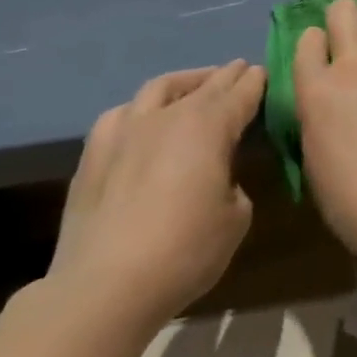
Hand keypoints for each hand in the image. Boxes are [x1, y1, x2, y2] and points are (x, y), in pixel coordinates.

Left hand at [48, 60, 264, 330]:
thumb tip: (218, 180)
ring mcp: (125, 131)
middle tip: (240, 70)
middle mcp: (168, 116)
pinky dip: (141, 110)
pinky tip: (142, 120)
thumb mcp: (236, 218)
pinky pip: (121, 115)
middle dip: (225, 76)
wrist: (104, 287)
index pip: (241, 93)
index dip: (255, 82)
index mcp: (209, 126)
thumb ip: (233, 185)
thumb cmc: (185, 251)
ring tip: (194, 86)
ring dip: (184, 82)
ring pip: (159, 89)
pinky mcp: (93, 154)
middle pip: (204, 85)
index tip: (264, 72)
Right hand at [293, 0, 356, 256]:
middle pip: (345, 12)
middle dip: (347, 16)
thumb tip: (332, 113)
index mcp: (316, 91)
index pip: (307, 41)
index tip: (323, 53)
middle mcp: (353, 67)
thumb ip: (321, 121)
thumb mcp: (316, 159)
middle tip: (356, 37)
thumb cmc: (351, 200)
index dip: (316, 43)